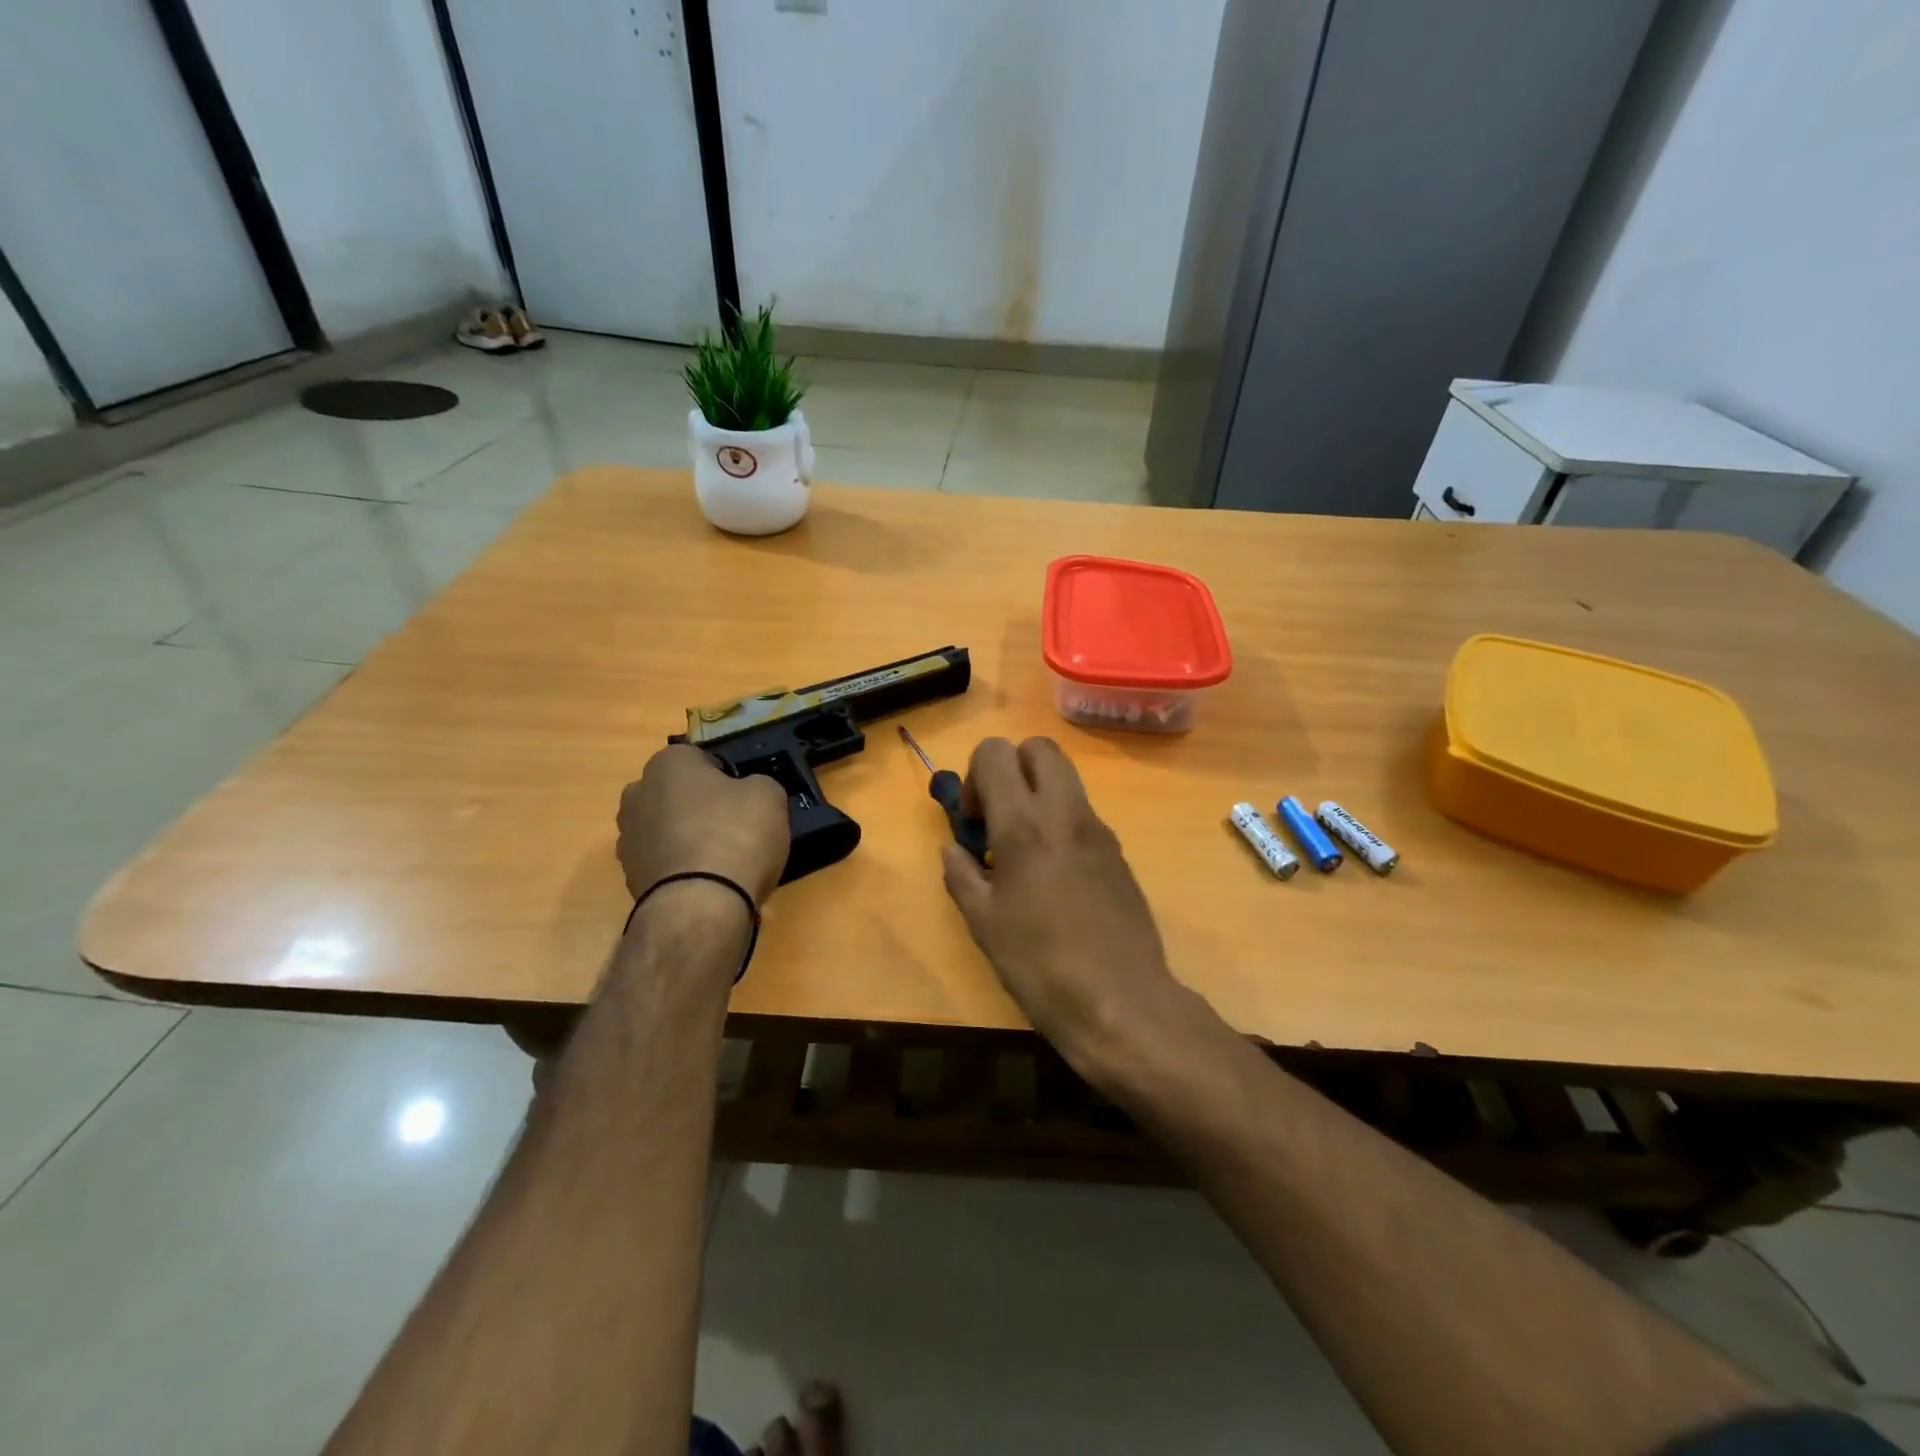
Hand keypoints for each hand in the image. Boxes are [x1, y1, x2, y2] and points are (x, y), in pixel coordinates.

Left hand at [617, 744, 790, 905]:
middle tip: (734, 826)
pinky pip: (662, 861)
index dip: (725, 776)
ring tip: (721, 861)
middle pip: (676, 793)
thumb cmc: (736, 835)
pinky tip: (706, 882)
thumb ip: (757, 784)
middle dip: (698, 805)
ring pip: (665, 828)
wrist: (701, 905)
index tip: (744, 797)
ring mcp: (628, 838)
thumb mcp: (770, 795)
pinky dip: (679, 868)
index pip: (698, 758)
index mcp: (668, 763)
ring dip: (686, 837)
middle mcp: (638, 793)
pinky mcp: (629, 877)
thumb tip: (748, 793)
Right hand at [940, 737, 1182, 1071]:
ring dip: (1038, 794)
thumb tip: (953, 849)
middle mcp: (1065, 811)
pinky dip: (1061, 822)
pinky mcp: (1119, 851)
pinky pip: (1083, 813)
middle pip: (1039, 748)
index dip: (976, 776)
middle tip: (999, 818)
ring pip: (1066, 778)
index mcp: (1024, 823)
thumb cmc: (1039, 962)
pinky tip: (1055, 878)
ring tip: (1024, 852)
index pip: (996, 751)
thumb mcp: (983, 922)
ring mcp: (1099, 829)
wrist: (1120, 1000)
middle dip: (1012, 768)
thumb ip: (961, 874)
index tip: (975, 823)